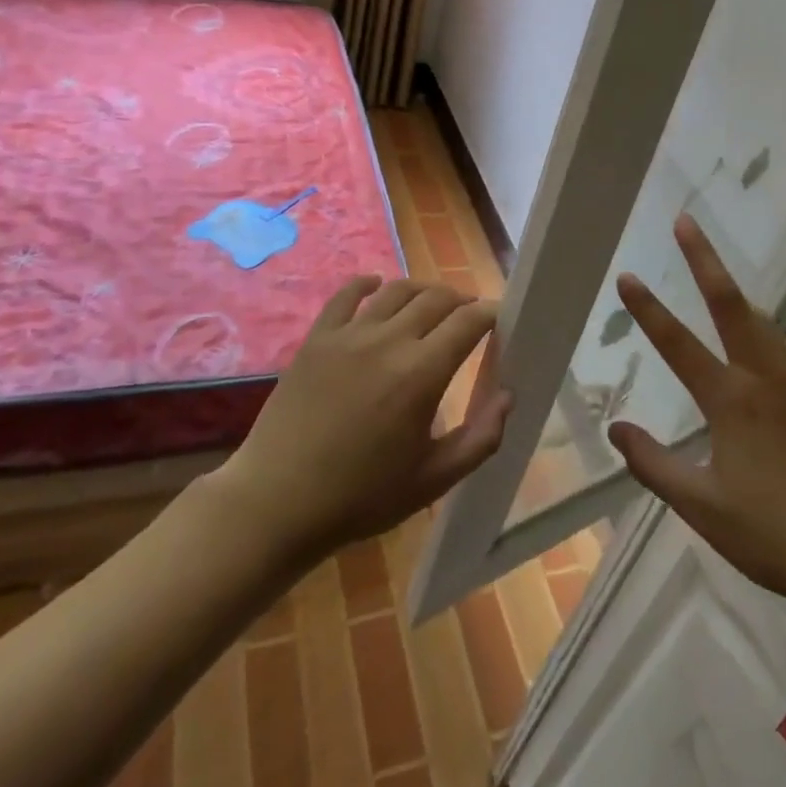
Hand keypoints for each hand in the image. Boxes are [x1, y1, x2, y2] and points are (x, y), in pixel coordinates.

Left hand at [223, 276, 510, 561]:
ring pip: (396, 289)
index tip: (499, 321)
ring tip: (433, 304)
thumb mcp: (433, 479)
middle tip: (469, 317)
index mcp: (422, 373)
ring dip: (423, 290)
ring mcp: (348, 335)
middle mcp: (388, 341)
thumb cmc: (362, 496)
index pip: (468, 321)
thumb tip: (508, 396)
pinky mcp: (316, 338)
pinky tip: (377, 286)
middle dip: (461, 301)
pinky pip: (346, 295)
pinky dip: (367, 283)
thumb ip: (480, 438)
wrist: (277, 503)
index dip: (490, 314)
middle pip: (436, 298)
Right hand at [608, 216, 785, 611]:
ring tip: (719, 281)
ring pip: (765, 324)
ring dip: (738, 295)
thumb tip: (616, 429)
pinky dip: (768, 335)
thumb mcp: (701, 506)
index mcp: (732, 401)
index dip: (648, 309)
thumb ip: (654, 464)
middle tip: (686, 222)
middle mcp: (766, 380)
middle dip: (705, 260)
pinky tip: (770, 349)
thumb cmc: (773, 534)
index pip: (679, 344)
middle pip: (732, 305)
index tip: (627, 276)